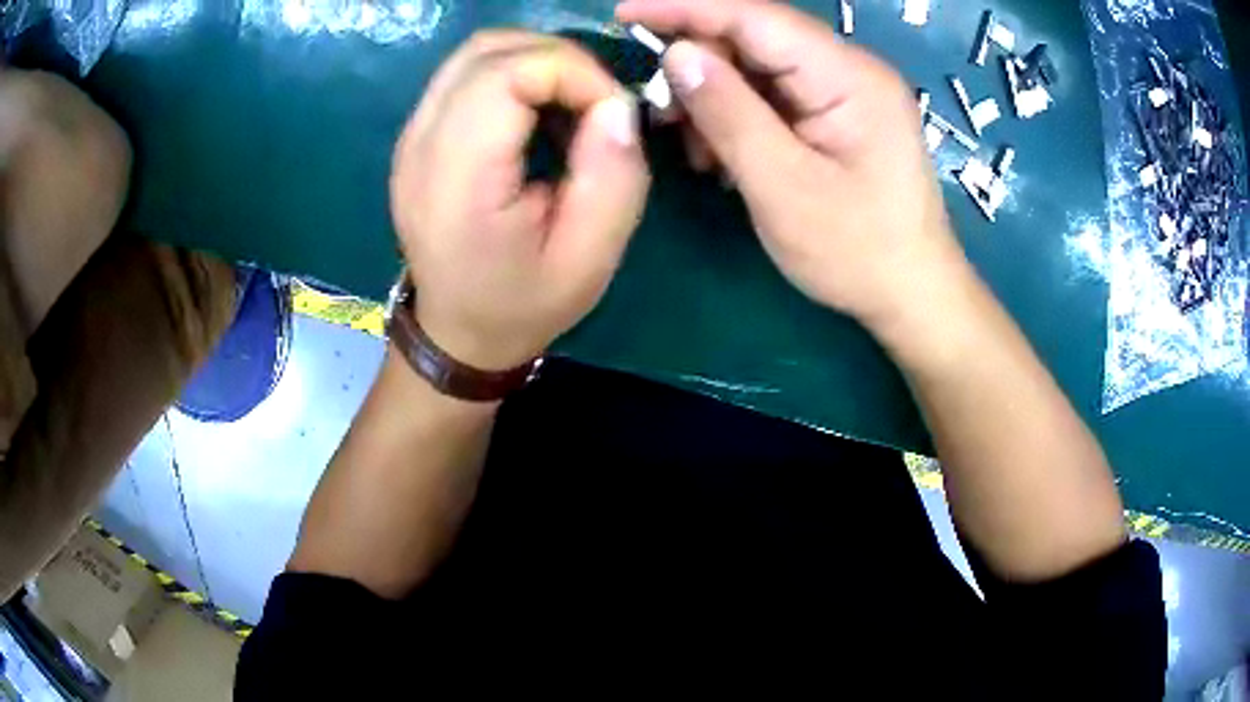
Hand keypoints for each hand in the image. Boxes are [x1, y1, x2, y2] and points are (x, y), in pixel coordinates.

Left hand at [390, 32, 649, 370]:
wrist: (456, 332)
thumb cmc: (522, 303)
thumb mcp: (590, 259)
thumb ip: (613, 178)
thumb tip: (617, 105)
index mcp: (456, 180)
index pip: (506, 73)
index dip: (572, 71)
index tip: (612, 110)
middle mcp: (419, 145)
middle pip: (487, 51)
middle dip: (559, 59)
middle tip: (596, 103)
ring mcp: (410, 136)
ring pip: (475, 53)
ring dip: (536, 61)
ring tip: (570, 105)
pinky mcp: (416, 135)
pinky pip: (465, 74)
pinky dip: (513, 74)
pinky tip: (537, 113)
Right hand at [616, 0, 970, 330]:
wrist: (913, 294)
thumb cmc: (858, 252)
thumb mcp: (784, 187)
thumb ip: (729, 114)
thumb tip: (676, 53)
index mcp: (848, 77)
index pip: (754, 16)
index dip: (686, 7)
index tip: (625, 12)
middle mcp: (850, 69)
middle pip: (755, 38)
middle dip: (701, 68)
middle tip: (665, 117)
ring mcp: (847, 91)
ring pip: (759, 68)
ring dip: (717, 99)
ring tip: (700, 152)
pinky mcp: (839, 114)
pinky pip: (775, 96)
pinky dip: (740, 118)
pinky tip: (727, 156)